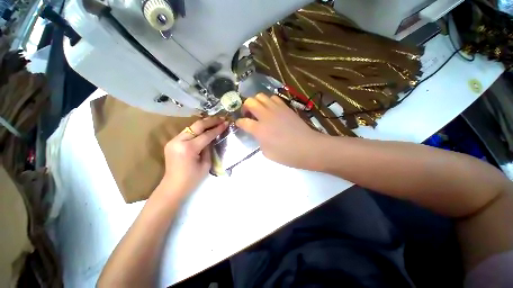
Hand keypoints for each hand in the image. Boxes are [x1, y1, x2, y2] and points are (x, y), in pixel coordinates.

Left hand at [159, 117, 227, 197]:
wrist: (173, 186)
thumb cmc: (192, 179)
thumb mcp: (206, 164)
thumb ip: (209, 148)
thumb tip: (212, 138)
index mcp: (189, 149)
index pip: (206, 135)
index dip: (217, 129)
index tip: (226, 123)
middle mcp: (179, 141)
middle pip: (197, 126)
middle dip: (211, 121)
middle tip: (221, 118)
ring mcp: (173, 140)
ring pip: (191, 127)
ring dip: (204, 124)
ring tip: (215, 121)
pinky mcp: (171, 142)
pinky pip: (186, 132)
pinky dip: (197, 129)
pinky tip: (204, 128)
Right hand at [236, 93, 323, 169]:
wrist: (308, 147)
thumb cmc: (287, 154)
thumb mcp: (267, 153)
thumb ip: (259, 141)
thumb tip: (258, 134)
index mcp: (259, 130)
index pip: (243, 121)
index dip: (238, 122)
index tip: (239, 124)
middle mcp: (265, 116)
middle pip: (250, 102)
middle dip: (245, 107)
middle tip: (248, 114)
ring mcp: (276, 109)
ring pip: (261, 96)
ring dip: (256, 102)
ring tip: (259, 110)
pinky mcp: (285, 107)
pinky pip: (274, 98)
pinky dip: (268, 101)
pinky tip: (271, 109)